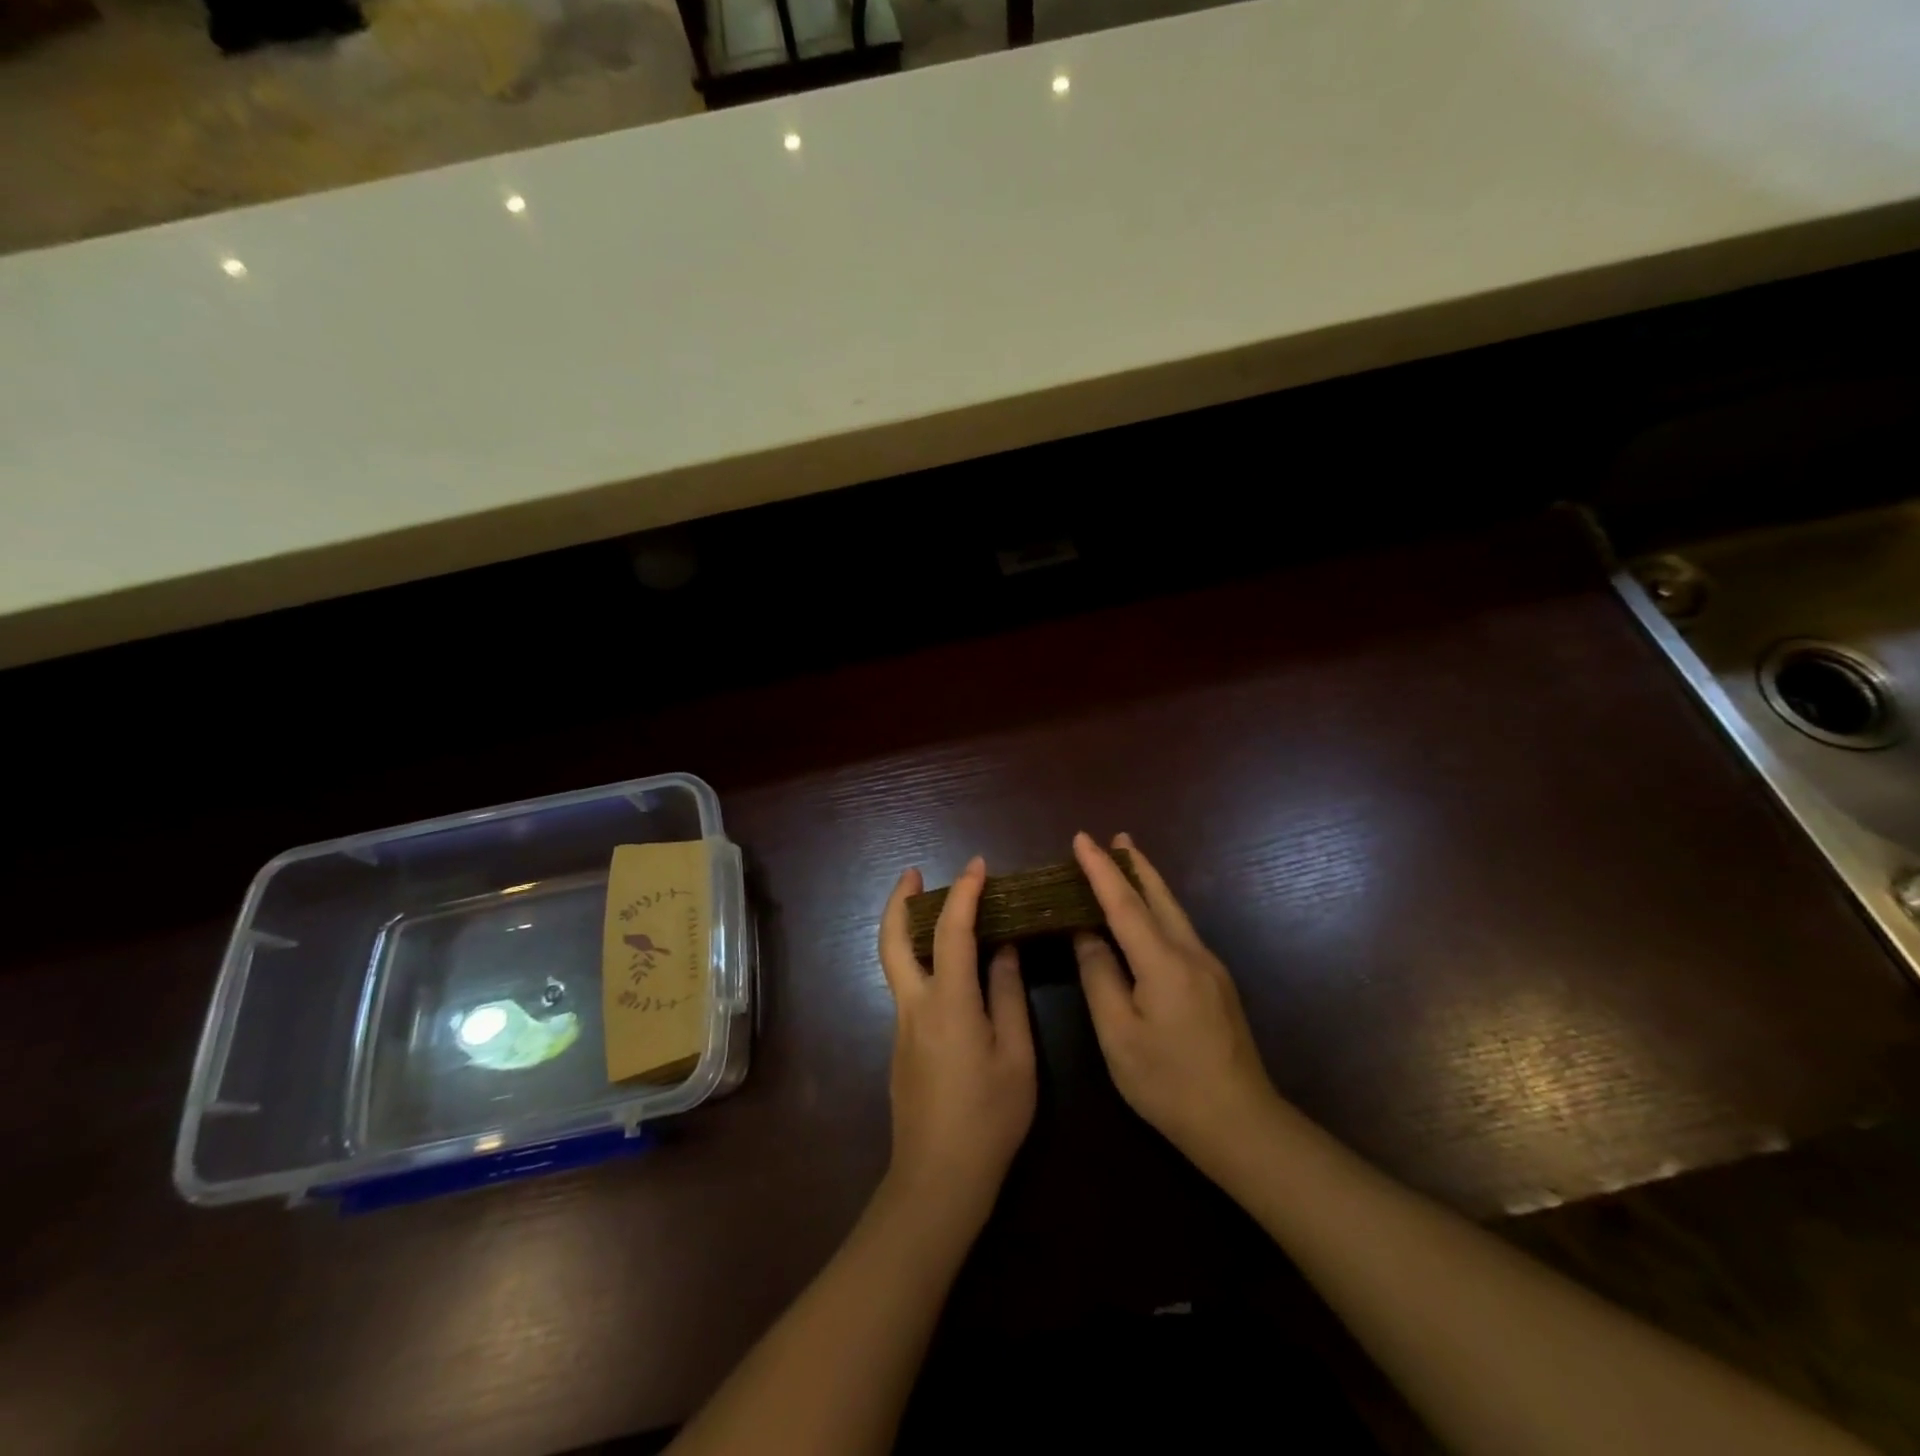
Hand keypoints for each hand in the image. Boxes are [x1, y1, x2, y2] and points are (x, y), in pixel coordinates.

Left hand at [877, 859, 1036, 1229]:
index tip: (978, 866)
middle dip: (899, 900)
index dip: (964, 893)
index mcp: (949, 1004)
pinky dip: (918, 957)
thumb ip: (1008, 996)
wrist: (938, 1180)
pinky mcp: (901, 1044)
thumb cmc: (988, 1118)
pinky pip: (907, 985)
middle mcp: (915, 1005)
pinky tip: (945, 965)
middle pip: (892, 940)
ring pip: (895, 961)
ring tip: (932, 907)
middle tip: (913, 873)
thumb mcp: (1016, 1057)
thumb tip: (1004, 950)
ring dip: (906, 926)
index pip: (951, 932)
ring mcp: (902, 1026)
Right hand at [1072, 832, 1278, 1167]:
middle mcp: (1191, 953)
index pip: (1124, 903)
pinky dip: (1159, 910)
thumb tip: (1086, 935)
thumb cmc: (1169, 1083)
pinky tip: (1151, 916)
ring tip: (1130, 862)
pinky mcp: (1217, 984)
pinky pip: (1181, 930)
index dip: (1100, 870)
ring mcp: (1210, 968)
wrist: (1241, 1123)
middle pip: (1159, 896)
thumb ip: (1100, 977)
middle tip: (1116, 837)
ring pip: (1174, 911)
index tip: (1081, 839)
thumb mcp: (1119, 1035)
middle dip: (1135, 864)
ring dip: (1149, 884)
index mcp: (1163, 962)